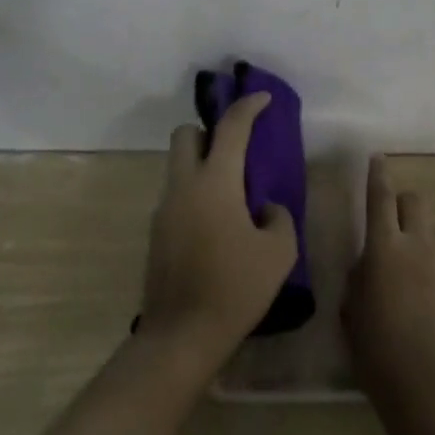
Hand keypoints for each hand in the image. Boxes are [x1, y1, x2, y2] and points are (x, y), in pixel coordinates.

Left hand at [141, 92, 298, 364]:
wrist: (180, 337)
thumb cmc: (235, 289)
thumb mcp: (278, 253)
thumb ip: (278, 217)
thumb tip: (265, 208)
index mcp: (215, 182)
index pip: (231, 127)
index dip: (248, 106)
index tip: (263, 98)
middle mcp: (184, 186)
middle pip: (186, 134)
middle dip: (209, 131)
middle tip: (236, 149)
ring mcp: (164, 209)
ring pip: (178, 165)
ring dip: (202, 164)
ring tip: (232, 193)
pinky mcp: (156, 233)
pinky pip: (177, 195)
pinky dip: (195, 194)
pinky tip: (217, 225)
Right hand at [343, 156, 434, 424]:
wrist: (434, 395)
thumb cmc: (379, 356)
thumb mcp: (352, 316)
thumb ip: (358, 281)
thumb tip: (366, 267)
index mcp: (384, 250)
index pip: (380, 198)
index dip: (377, 175)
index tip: (377, 158)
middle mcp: (417, 248)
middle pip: (413, 202)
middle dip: (400, 202)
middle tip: (385, 223)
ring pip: (426, 235)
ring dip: (411, 241)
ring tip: (396, 281)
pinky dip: (424, 272)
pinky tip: (414, 308)